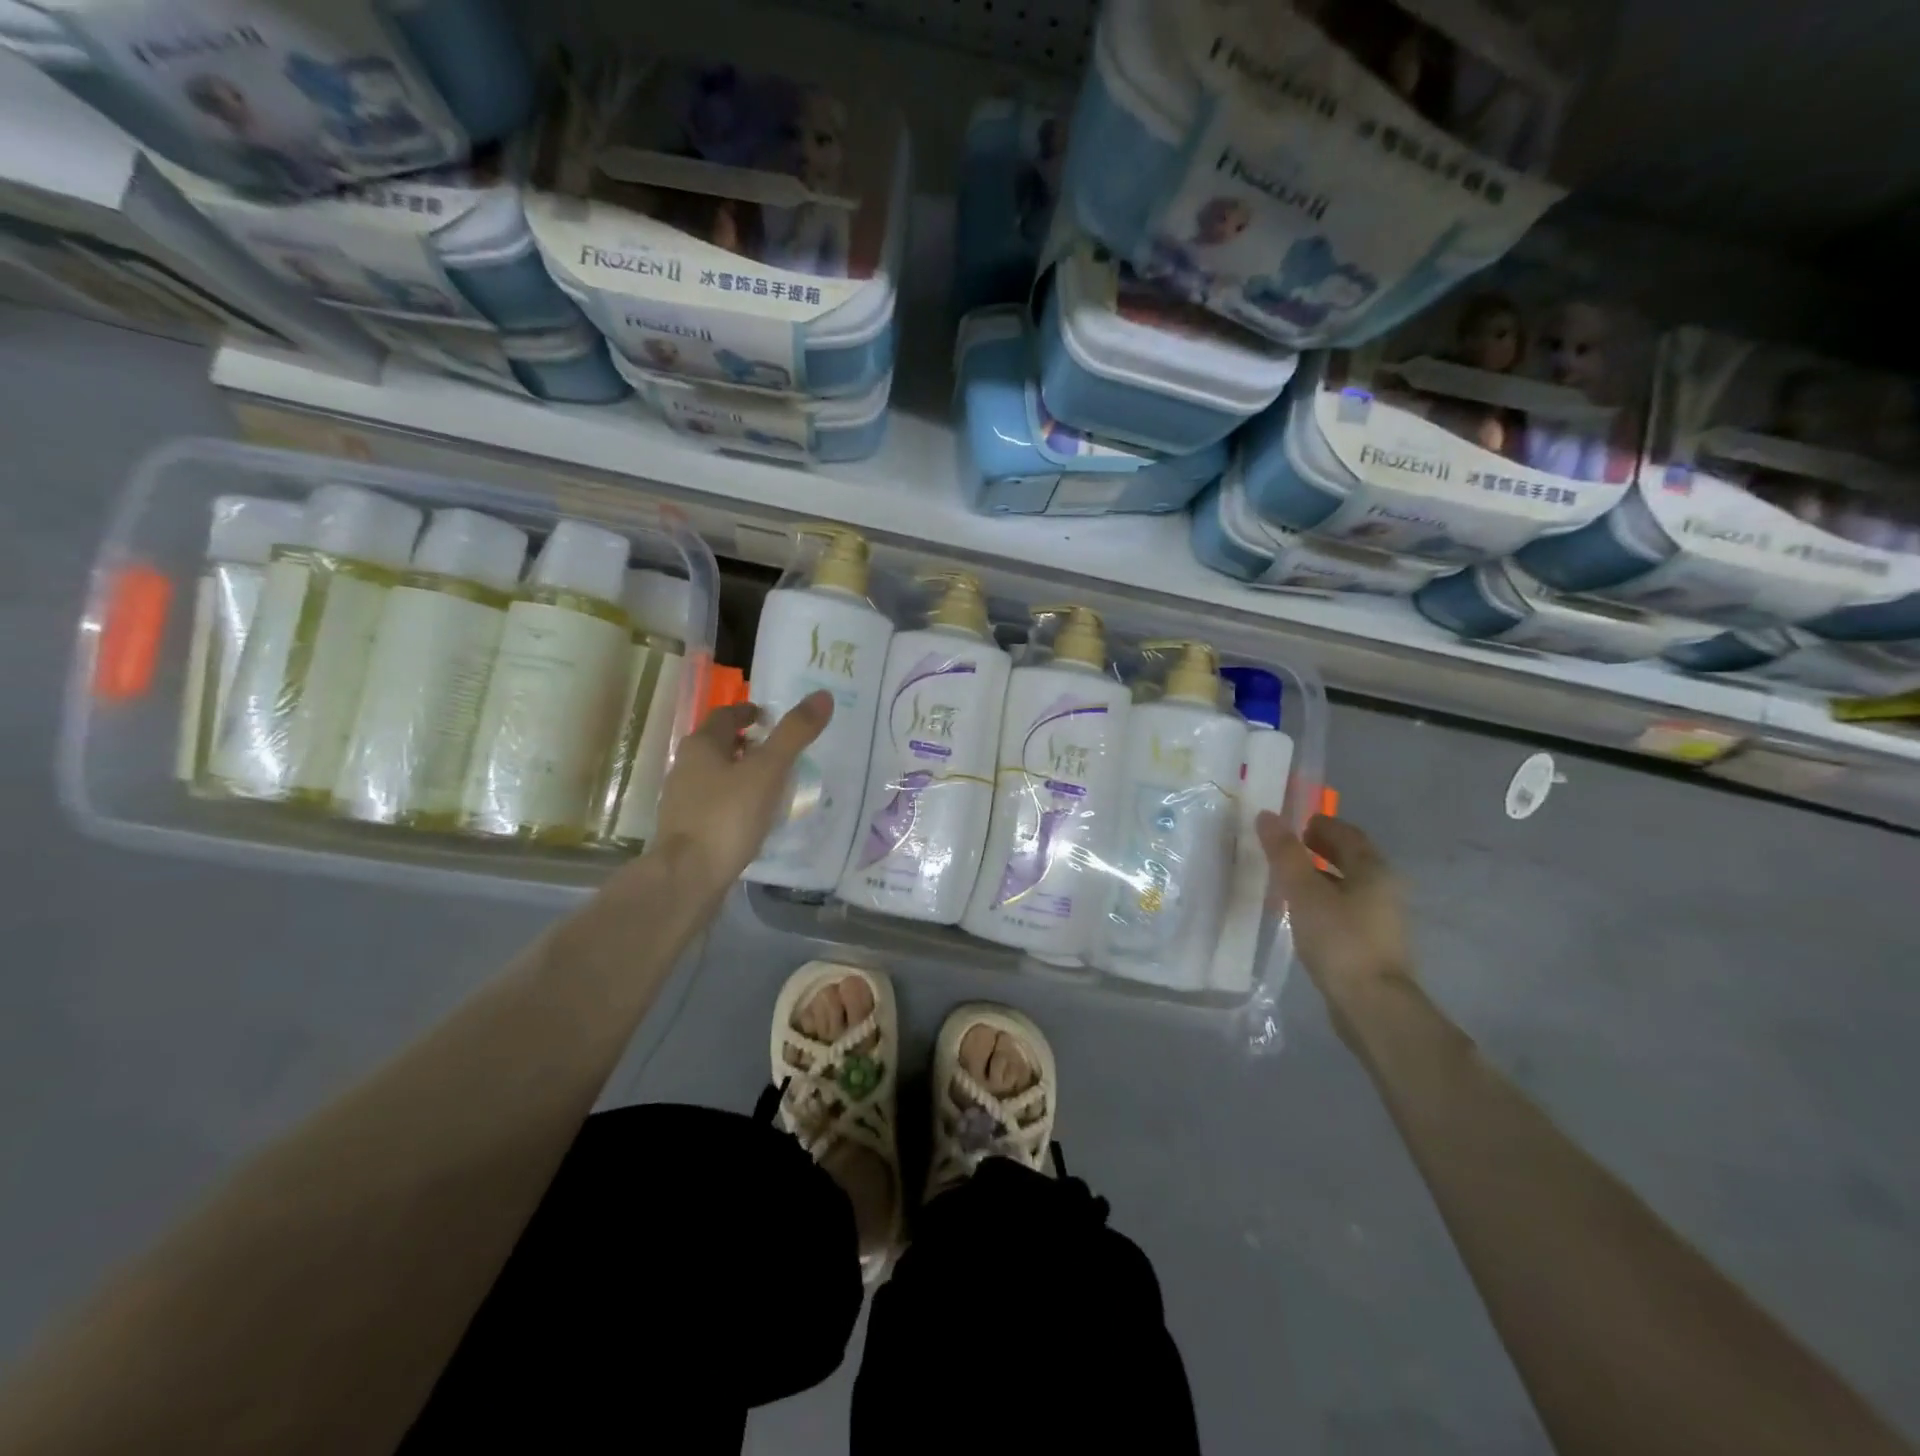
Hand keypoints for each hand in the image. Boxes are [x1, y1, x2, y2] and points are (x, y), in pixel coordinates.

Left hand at [653, 691, 832, 888]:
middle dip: (748, 744)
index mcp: (702, 745)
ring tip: (774, 785)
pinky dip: (736, 801)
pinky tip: (755, 817)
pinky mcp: (687, 828)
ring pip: (716, 775)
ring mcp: (683, 800)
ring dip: (742, 773)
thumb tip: (823, 695)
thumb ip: (794, 734)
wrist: (687, 877)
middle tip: (780, 752)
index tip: (773, 721)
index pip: (727, 715)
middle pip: (720, 744)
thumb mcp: (768, 771)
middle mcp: (686, 766)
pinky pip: (716, 803)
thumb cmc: (727, 816)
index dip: (751, 713)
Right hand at [1257, 812, 1411, 1025]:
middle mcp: (1384, 889)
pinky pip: (1344, 910)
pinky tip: (1302, 913)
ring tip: (1286, 879)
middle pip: (1351, 859)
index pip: (1348, 834)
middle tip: (1286, 848)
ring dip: (1320, 877)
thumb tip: (1268, 815)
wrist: (1371, 1004)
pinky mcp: (1371, 945)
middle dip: (1320, 849)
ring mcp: (1381, 919)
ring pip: (1347, 886)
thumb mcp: (1303, 891)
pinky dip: (1323, 901)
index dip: (1321, 824)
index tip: (1293, 823)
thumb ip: (1285, 853)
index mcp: (1373, 870)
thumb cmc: (1339, 938)